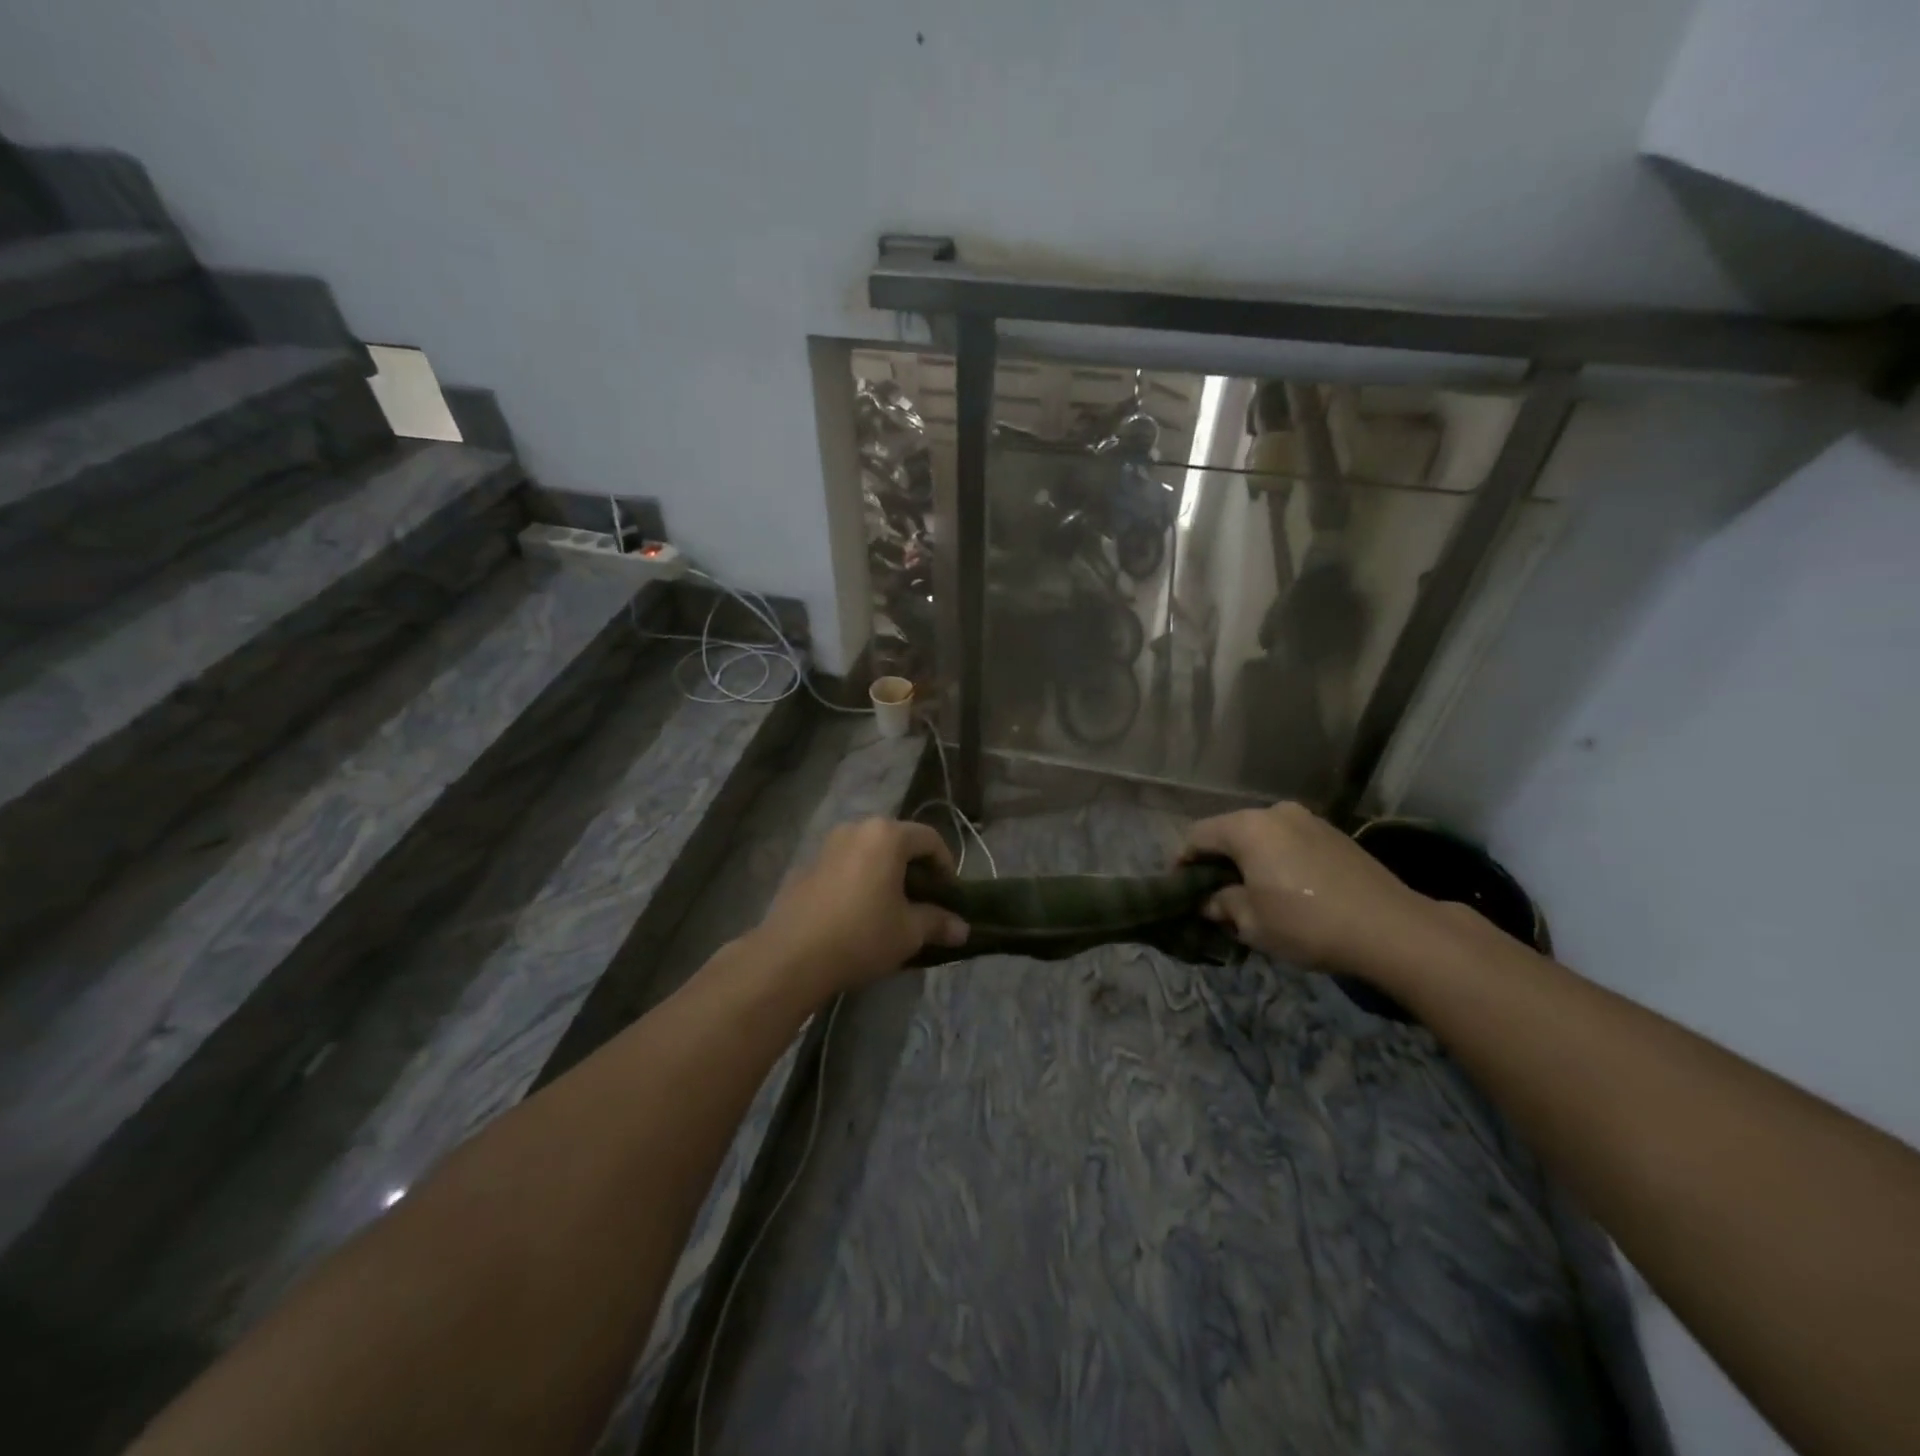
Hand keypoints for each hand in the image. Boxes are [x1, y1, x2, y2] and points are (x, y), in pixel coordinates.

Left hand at [750, 818, 967, 999]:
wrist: (790, 956)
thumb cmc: (861, 935)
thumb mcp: (909, 932)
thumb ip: (938, 923)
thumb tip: (963, 929)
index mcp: (886, 835)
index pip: (930, 838)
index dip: (946, 866)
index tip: (950, 896)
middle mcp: (856, 829)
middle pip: (898, 841)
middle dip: (915, 869)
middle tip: (924, 902)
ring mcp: (827, 845)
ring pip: (869, 852)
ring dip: (885, 874)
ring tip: (891, 908)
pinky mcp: (806, 866)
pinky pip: (845, 865)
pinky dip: (859, 880)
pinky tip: (858, 913)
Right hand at [1182, 802, 1438, 973]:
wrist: (1392, 929)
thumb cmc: (1307, 923)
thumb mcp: (1252, 922)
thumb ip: (1222, 905)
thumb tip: (1211, 901)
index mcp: (1248, 828)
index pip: (1198, 835)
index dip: (1183, 861)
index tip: (1180, 888)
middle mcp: (1276, 813)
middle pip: (1230, 832)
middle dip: (1218, 862)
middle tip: (1214, 895)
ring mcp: (1309, 821)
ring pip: (1262, 837)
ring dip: (1249, 861)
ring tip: (1251, 894)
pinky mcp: (1335, 836)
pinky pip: (1290, 843)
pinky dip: (1277, 861)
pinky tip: (1286, 890)